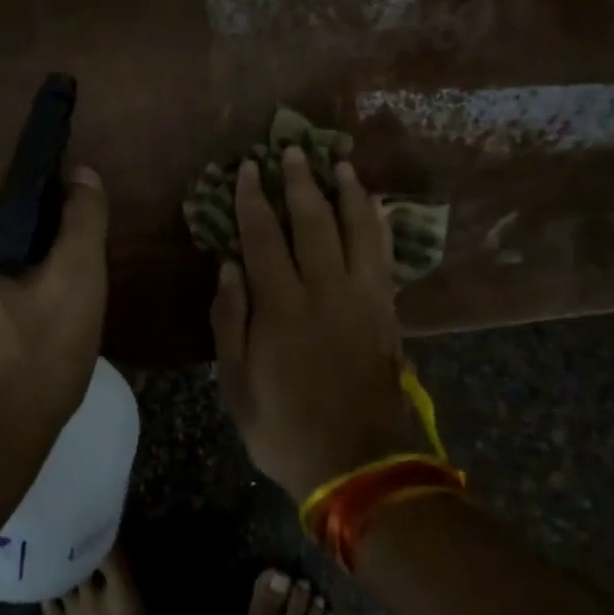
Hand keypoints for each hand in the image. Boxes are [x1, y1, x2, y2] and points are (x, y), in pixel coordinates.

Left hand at [0, 163, 109, 470]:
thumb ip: (83, 219)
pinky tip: (22, 324)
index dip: (49, 184)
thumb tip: (80, 175)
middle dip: (35, 228)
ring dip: (16, 259)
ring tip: (52, 299)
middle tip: (73, 267)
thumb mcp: (76, 285)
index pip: (6, 174)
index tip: (80, 218)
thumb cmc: (28, 368)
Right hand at [213, 148, 422, 499]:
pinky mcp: (386, 310)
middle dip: (300, 181)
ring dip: (346, 192)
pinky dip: (377, 225)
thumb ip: (229, 320)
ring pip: (356, 229)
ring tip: (340, 164)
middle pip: (311, 220)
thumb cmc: (285, 427)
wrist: (359, 465)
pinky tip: (374, 208)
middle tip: (293, 150)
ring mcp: (361, 297)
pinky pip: (383, 255)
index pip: (262, 235)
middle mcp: (322, 289)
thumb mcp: (236, 384)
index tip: (249, 168)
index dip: (253, 198)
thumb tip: (228, 266)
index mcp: (280, 305)